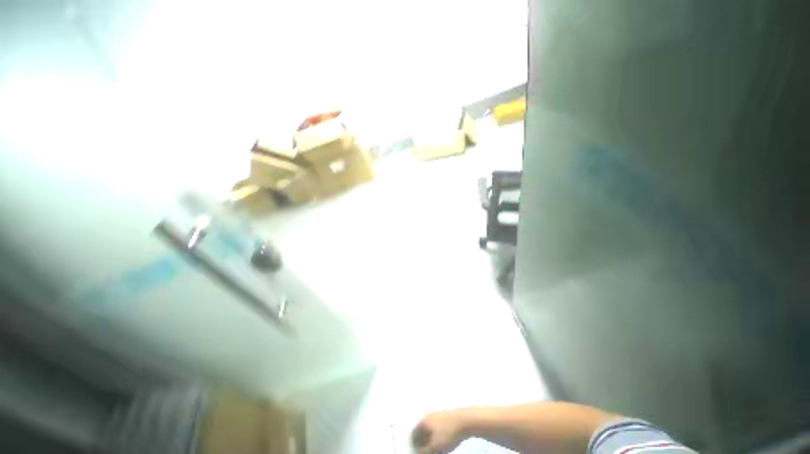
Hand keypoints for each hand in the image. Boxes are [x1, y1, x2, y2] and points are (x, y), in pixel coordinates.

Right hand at [412, 409, 472, 453]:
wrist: (465, 420)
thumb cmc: (448, 434)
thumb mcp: (435, 447)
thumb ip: (425, 451)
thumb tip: (418, 452)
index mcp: (424, 421)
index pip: (414, 433)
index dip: (414, 444)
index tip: (418, 451)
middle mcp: (429, 415)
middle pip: (422, 430)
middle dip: (422, 441)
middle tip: (426, 450)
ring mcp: (438, 414)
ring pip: (430, 428)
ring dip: (430, 438)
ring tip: (435, 447)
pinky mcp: (446, 415)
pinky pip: (437, 426)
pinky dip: (437, 434)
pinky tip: (442, 439)